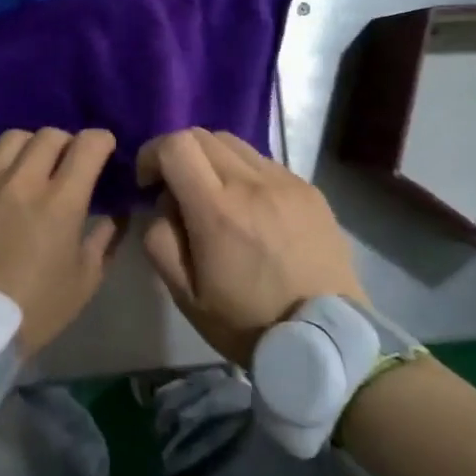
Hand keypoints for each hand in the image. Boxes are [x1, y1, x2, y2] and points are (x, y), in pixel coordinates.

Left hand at [0, 129, 123, 355]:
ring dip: (28, 148)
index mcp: (61, 202)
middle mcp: (22, 181)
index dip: (102, 141)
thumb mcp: (84, 282)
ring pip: (12, 138)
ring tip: (26, 167)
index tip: (103, 150)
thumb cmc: (33, 309)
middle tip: (65, 163)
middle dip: (66, 144)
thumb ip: (105, 239)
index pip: (89, 145)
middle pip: (50, 135)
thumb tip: (117, 212)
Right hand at [136, 128, 364, 365]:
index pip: (176, 145)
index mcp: (216, 210)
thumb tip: (161, 205)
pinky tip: (251, 208)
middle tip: (177, 188)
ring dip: (212, 160)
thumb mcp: (186, 295)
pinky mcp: (309, 190)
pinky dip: (245, 173)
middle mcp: (252, 183)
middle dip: (178, 154)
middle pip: (202, 135)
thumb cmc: (248, 322)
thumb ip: (160, 240)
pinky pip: (265, 163)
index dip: (152, 154)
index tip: (149, 183)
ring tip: (215, 196)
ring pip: (234, 143)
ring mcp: (286, 182)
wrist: (326, 341)